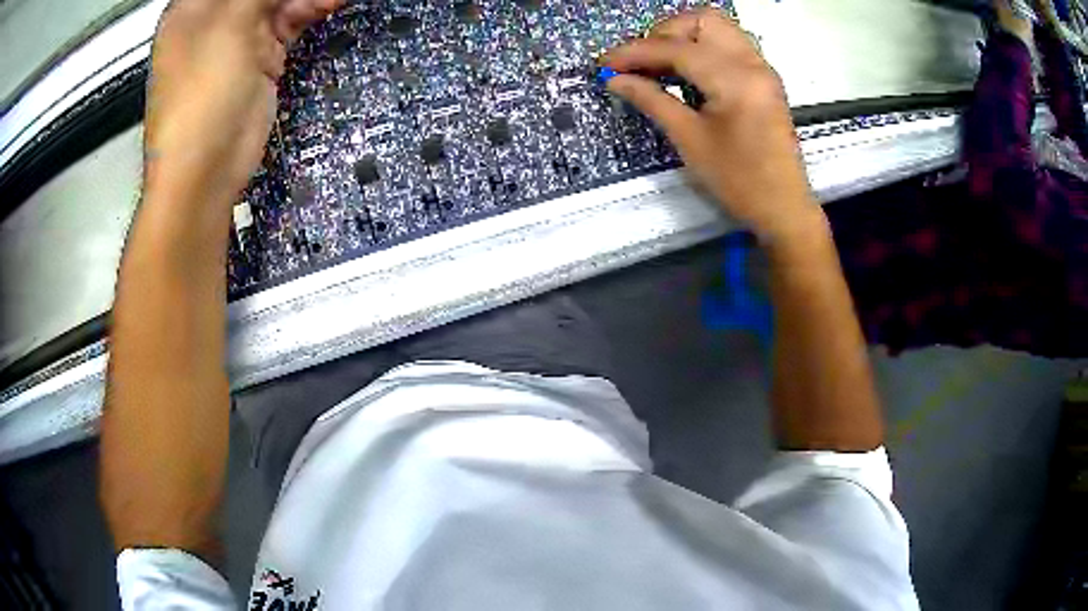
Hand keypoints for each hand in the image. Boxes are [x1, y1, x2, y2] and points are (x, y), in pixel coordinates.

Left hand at [144, 0, 341, 206]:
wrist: (206, 170)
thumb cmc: (200, 98)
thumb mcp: (230, 25)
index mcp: (193, 7)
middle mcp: (213, 19)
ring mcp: (237, 40)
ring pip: (278, 2)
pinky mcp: (258, 59)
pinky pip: (288, 24)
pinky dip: (309, 12)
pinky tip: (328, 5)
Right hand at [602, 9, 822, 244]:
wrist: (784, 208)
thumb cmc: (738, 181)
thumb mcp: (690, 140)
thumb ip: (652, 100)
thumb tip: (616, 79)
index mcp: (735, 79)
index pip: (676, 48)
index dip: (636, 52)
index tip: (606, 64)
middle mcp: (752, 63)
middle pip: (702, 20)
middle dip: (664, 33)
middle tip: (642, 62)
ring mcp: (762, 69)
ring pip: (719, 27)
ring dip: (685, 36)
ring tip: (661, 64)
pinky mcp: (765, 79)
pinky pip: (730, 44)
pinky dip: (703, 47)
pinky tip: (687, 71)